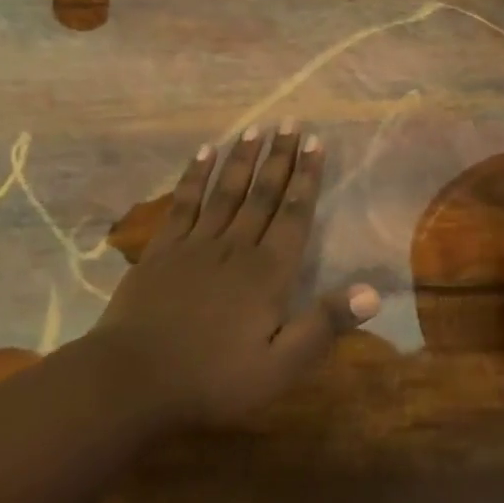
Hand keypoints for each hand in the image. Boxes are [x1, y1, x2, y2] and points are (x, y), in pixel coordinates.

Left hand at [92, 123, 378, 426]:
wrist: (131, 381)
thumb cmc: (211, 379)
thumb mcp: (278, 368)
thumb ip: (323, 326)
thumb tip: (372, 291)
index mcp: (267, 272)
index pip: (294, 214)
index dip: (307, 177)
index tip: (315, 142)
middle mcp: (236, 246)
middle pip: (262, 193)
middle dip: (279, 156)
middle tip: (289, 121)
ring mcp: (196, 244)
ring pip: (226, 191)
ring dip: (243, 158)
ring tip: (256, 128)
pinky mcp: (163, 249)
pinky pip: (184, 202)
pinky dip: (195, 176)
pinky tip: (203, 153)